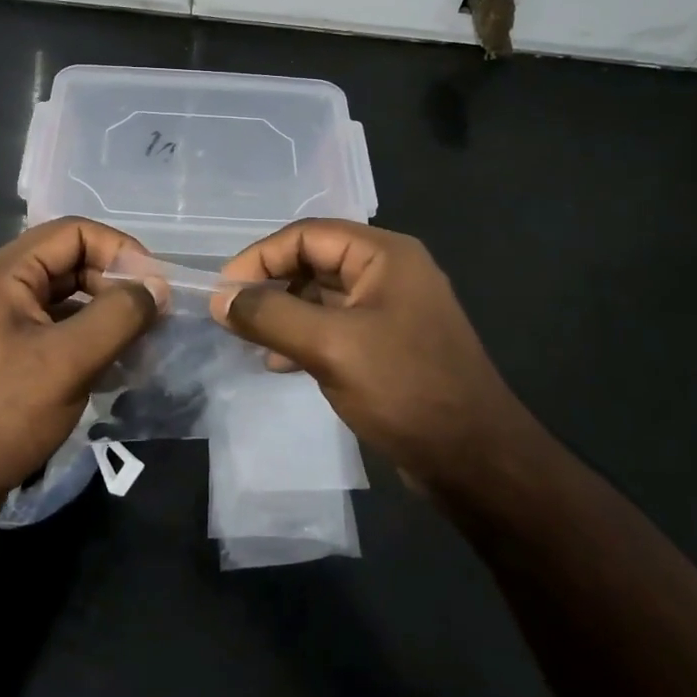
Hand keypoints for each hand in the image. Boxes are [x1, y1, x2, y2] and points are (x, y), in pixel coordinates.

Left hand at [0, 218, 165, 510]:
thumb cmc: (1, 415)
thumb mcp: (68, 361)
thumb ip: (119, 316)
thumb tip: (156, 288)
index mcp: (2, 274)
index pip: (72, 232)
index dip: (119, 250)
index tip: (154, 286)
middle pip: (67, 263)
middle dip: (114, 284)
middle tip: (152, 318)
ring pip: (61, 301)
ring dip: (103, 315)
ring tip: (139, 345)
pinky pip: (50, 332)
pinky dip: (84, 341)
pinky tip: (111, 368)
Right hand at [213, 220, 536, 486]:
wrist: (475, 461)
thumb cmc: (406, 389)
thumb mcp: (331, 347)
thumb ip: (271, 316)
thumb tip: (221, 298)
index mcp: (384, 255)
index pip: (307, 235)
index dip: (260, 257)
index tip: (224, 291)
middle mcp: (389, 272)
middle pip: (314, 261)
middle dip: (270, 285)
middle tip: (231, 315)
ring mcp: (391, 310)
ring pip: (321, 297)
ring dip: (283, 313)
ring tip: (248, 341)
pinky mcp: (388, 345)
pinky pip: (335, 327)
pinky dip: (303, 337)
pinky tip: (278, 363)